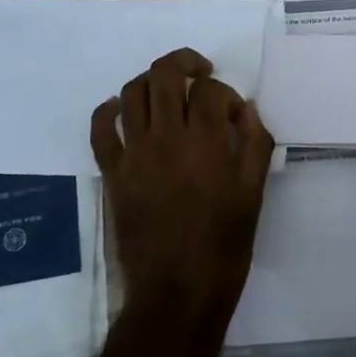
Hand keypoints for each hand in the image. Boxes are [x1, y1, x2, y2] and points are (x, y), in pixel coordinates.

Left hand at [90, 48, 275, 350]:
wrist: (177, 293)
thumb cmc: (223, 246)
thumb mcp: (253, 194)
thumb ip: (254, 144)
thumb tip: (245, 109)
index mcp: (206, 142)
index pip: (211, 90)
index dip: (225, 93)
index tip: (233, 113)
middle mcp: (166, 137)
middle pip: (166, 74)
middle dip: (186, 63)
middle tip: (200, 73)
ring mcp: (134, 153)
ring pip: (132, 92)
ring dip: (151, 81)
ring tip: (167, 91)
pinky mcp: (112, 172)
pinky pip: (100, 128)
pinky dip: (108, 110)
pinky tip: (121, 110)